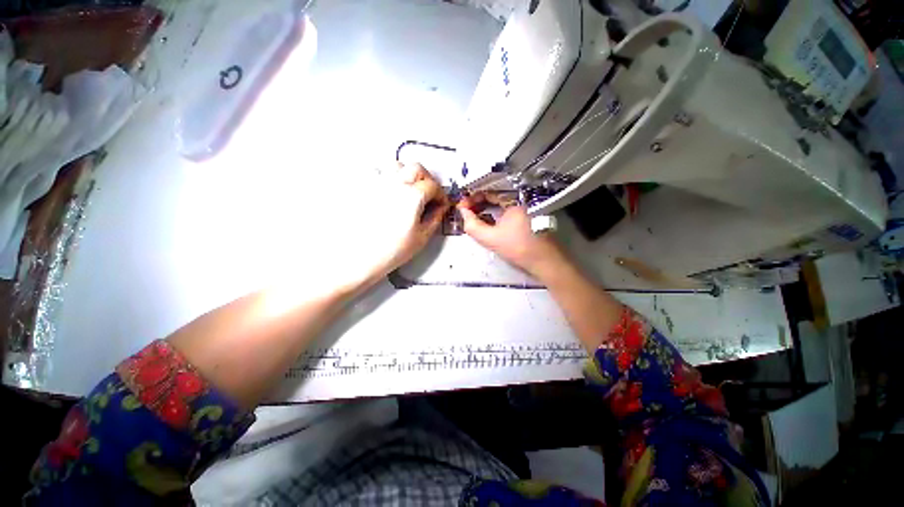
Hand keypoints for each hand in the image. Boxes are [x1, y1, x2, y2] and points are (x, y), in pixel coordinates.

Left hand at [364, 162, 448, 280]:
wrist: (359, 257)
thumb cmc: (389, 251)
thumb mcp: (421, 237)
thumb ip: (435, 218)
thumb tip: (440, 208)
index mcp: (412, 196)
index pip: (433, 185)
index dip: (441, 194)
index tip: (441, 203)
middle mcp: (394, 184)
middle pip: (416, 168)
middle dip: (427, 179)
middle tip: (429, 193)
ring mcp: (377, 184)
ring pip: (397, 165)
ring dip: (408, 173)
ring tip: (410, 188)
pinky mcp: (364, 189)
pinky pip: (377, 172)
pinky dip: (388, 177)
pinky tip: (390, 190)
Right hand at [457, 193, 566, 278]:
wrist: (545, 262)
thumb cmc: (518, 248)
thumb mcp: (491, 239)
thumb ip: (472, 225)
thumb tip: (463, 211)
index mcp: (513, 200)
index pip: (488, 191)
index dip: (472, 197)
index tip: (462, 206)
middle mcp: (520, 200)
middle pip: (494, 197)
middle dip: (477, 203)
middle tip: (466, 212)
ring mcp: (525, 208)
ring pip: (500, 204)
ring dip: (485, 209)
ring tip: (473, 217)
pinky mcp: (528, 217)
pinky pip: (507, 211)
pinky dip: (495, 214)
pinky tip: (488, 222)